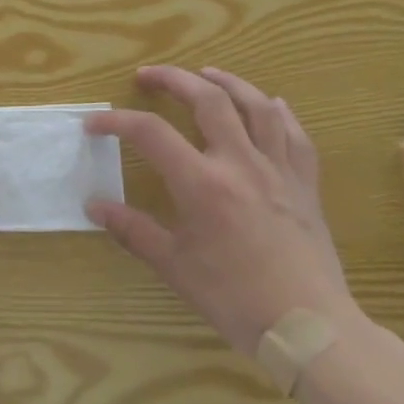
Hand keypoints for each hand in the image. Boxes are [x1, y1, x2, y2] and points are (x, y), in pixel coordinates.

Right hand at [86, 66, 355, 352]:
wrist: (310, 329)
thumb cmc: (235, 298)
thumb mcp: (174, 267)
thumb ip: (132, 230)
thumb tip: (94, 207)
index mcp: (203, 184)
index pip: (150, 133)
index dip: (117, 121)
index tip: (94, 125)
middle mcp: (241, 164)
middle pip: (207, 100)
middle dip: (173, 79)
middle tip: (148, 76)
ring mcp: (278, 170)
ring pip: (256, 106)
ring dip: (227, 82)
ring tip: (206, 73)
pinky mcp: (305, 184)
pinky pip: (295, 135)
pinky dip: (278, 112)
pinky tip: (269, 104)